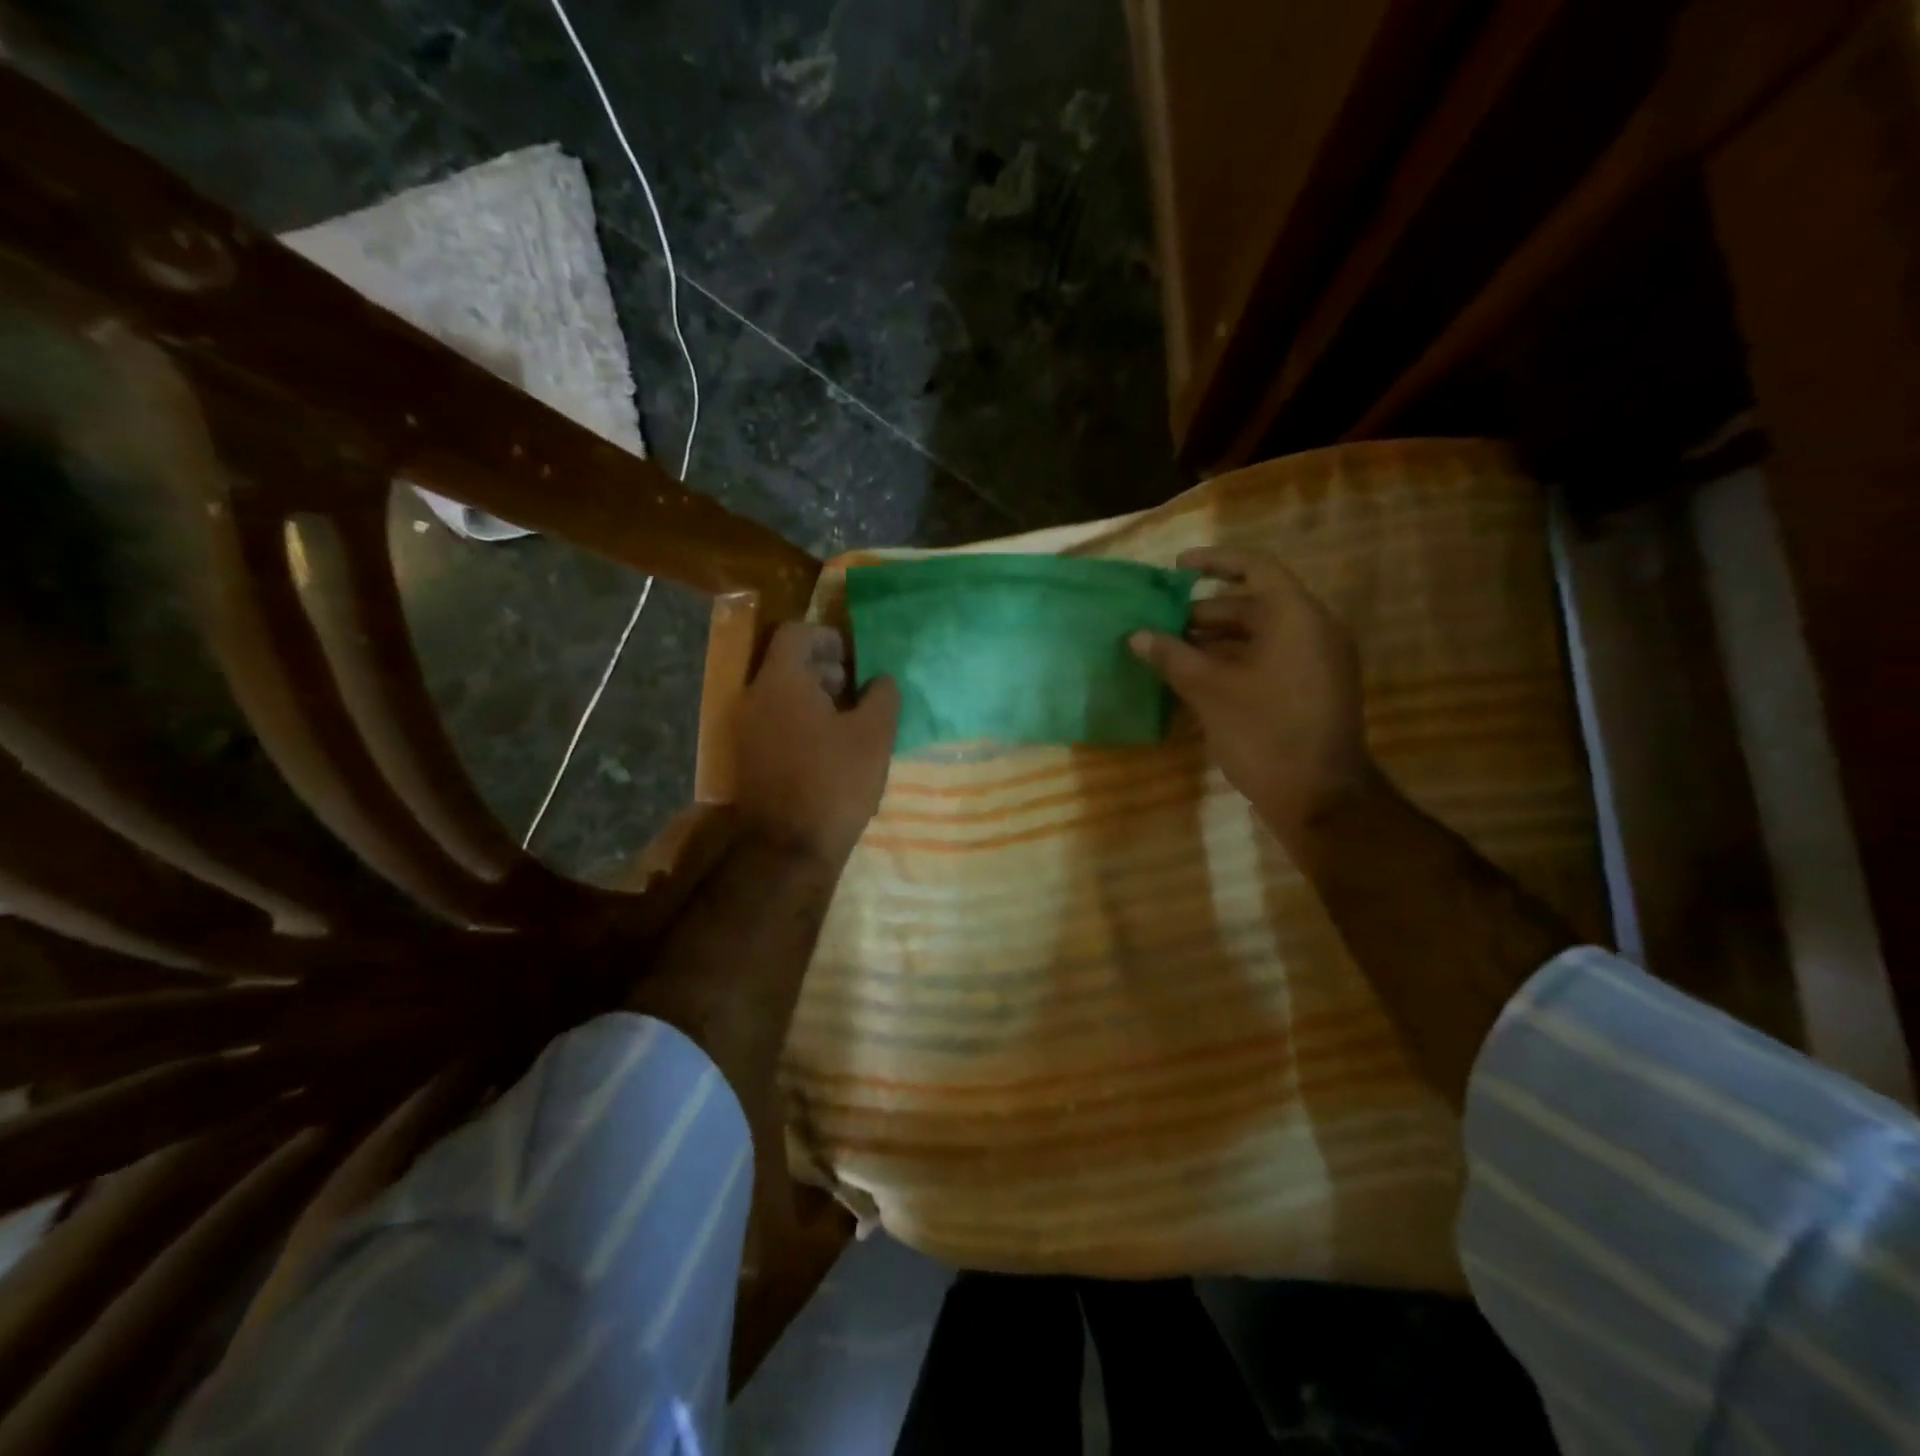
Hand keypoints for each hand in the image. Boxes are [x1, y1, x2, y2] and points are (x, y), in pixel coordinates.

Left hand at [735, 622, 900, 865]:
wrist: (788, 847)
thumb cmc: (835, 782)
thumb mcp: (874, 735)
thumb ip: (882, 695)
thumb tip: (881, 679)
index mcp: (781, 682)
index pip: (796, 633)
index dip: (828, 638)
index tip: (855, 659)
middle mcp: (754, 698)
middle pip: (786, 664)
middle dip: (824, 669)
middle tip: (857, 691)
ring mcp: (746, 730)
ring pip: (781, 695)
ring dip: (815, 698)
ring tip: (849, 722)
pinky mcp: (748, 757)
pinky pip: (775, 722)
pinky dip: (801, 722)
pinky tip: (830, 748)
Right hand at [1130, 546, 1374, 847]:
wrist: (1320, 798)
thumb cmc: (1264, 733)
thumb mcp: (1210, 691)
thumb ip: (1172, 657)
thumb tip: (1137, 635)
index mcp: (1296, 617)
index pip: (1255, 567)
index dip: (1214, 562)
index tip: (1176, 568)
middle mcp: (1314, 630)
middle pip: (1254, 604)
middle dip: (1205, 612)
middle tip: (1162, 625)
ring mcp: (1318, 662)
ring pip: (1260, 635)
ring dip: (1216, 640)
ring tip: (1172, 654)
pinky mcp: (1313, 689)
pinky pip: (1270, 659)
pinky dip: (1235, 662)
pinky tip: (1198, 681)